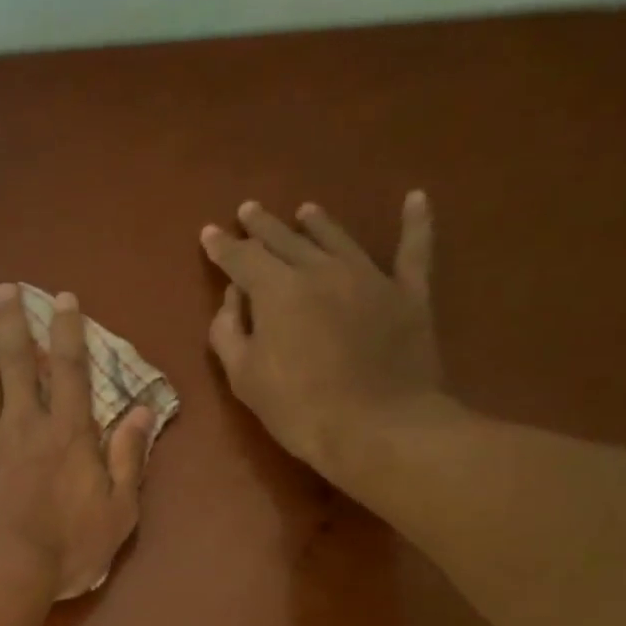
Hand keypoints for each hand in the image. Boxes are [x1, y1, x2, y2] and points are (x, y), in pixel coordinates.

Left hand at [0, 284, 153, 601]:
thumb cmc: (65, 549)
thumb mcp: (118, 511)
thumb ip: (129, 459)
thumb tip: (143, 411)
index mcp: (68, 433)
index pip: (70, 369)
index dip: (67, 330)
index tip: (62, 298)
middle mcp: (24, 423)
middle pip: (17, 362)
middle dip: (13, 321)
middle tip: (5, 289)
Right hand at [201, 192, 449, 486]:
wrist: (377, 427)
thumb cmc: (298, 408)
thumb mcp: (244, 377)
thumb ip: (228, 331)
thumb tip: (232, 297)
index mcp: (276, 290)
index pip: (242, 258)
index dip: (223, 246)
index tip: (209, 233)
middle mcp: (321, 270)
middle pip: (286, 240)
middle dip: (263, 226)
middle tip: (249, 210)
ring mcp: (369, 277)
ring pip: (337, 238)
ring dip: (317, 223)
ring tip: (305, 210)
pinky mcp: (408, 293)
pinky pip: (413, 250)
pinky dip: (416, 222)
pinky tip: (416, 198)